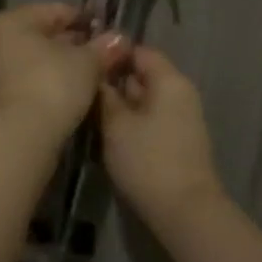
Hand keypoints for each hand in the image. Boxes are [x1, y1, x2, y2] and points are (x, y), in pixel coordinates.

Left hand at [0, 4, 127, 140]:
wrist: (16, 139)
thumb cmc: (51, 87)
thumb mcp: (86, 64)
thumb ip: (102, 48)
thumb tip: (118, 39)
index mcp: (8, 21)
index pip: (54, 11)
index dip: (84, 20)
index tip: (107, 32)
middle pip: (38, 35)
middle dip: (69, 44)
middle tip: (99, 57)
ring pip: (29, 61)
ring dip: (55, 66)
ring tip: (85, 77)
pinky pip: (20, 82)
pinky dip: (40, 84)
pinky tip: (63, 95)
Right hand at [98, 45, 224, 222]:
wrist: (183, 210)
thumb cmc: (147, 160)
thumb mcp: (115, 124)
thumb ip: (104, 95)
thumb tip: (95, 74)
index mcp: (169, 81)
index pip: (139, 51)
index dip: (111, 54)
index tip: (82, 63)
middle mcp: (179, 93)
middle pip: (142, 75)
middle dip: (112, 80)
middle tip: (78, 87)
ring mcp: (180, 118)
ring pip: (143, 99)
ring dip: (118, 103)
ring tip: (86, 108)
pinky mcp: (176, 140)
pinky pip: (149, 118)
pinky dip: (129, 120)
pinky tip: (106, 131)